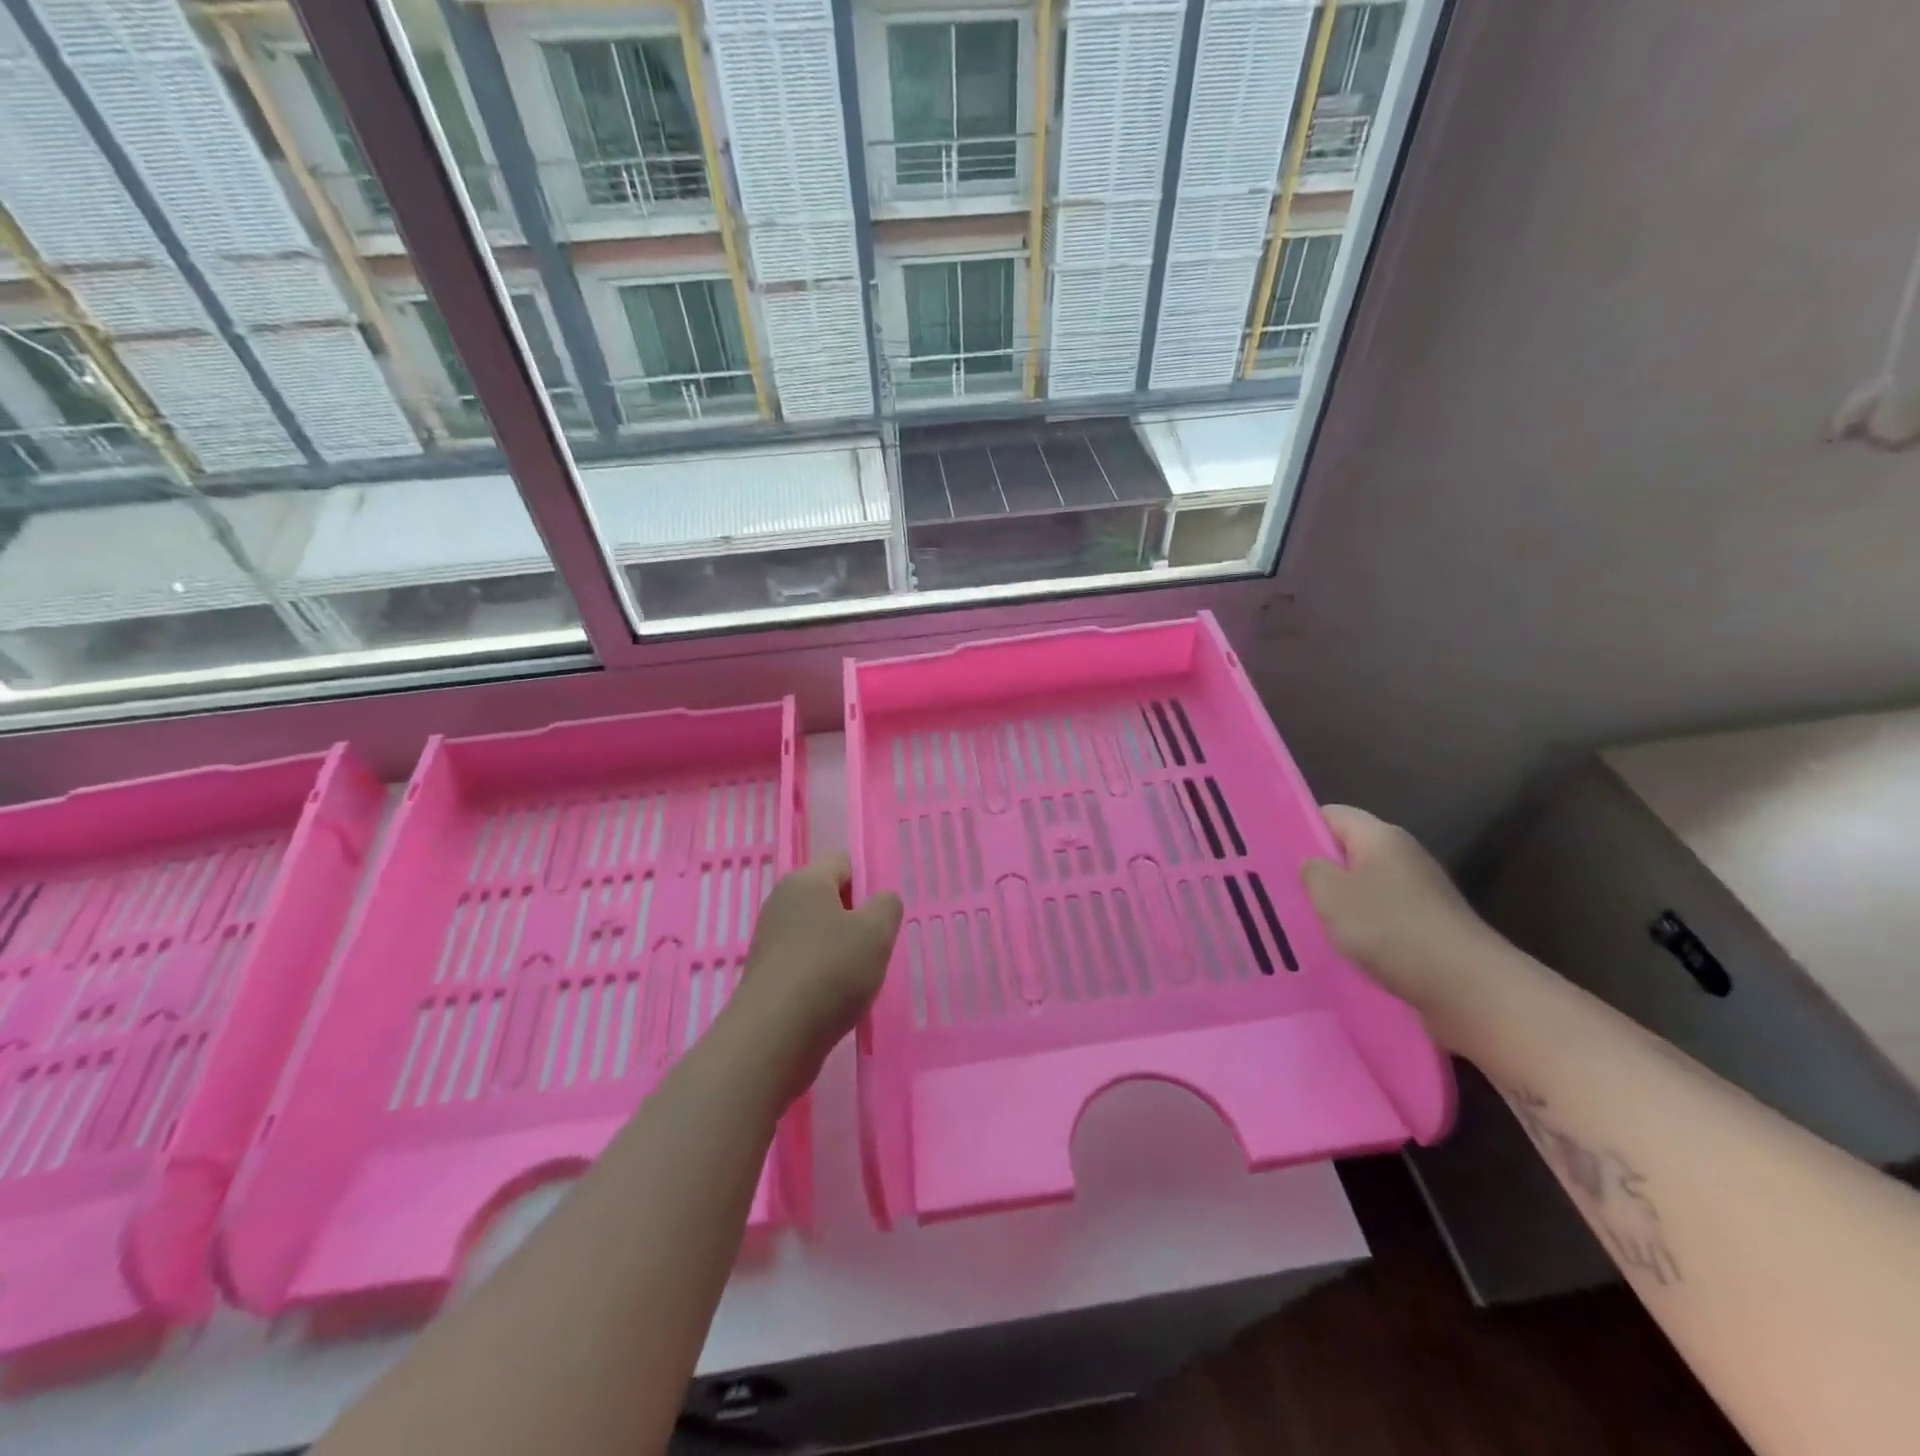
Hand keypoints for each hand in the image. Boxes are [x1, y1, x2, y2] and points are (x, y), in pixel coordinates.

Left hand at [732, 852, 902, 1097]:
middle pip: (830, 897)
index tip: (880, 918)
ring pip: (818, 932)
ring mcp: (770, 939)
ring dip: (840, 951)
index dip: (867, 883)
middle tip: (873, 949)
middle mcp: (781, 902)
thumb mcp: (877, 932)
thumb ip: (887, 906)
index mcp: (805, 880)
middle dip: (855, 920)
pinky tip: (834, 1000)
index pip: (843, 861)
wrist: (772, 1038)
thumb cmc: (830, 972)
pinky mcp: (766, 973)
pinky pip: (804, 961)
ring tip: (856, 980)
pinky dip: (821, 975)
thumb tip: (880, 901)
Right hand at [1301, 805, 1500, 1025]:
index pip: (1330, 815)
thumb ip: (1311, 871)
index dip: (1299, 828)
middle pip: (1346, 853)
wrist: (1470, 990)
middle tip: (1279, 892)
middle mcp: (1402, 857)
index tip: (1270, 854)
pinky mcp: (1427, 928)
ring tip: (1303, 925)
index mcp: (1380, 836)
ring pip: (1362, 889)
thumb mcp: (1331, 894)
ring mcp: (1419, 894)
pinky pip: (1380, 919)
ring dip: (1337, 907)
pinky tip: (1341, 952)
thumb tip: (1313, 865)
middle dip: (1316, 872)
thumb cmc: (1392, 930)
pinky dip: (1360, 932)